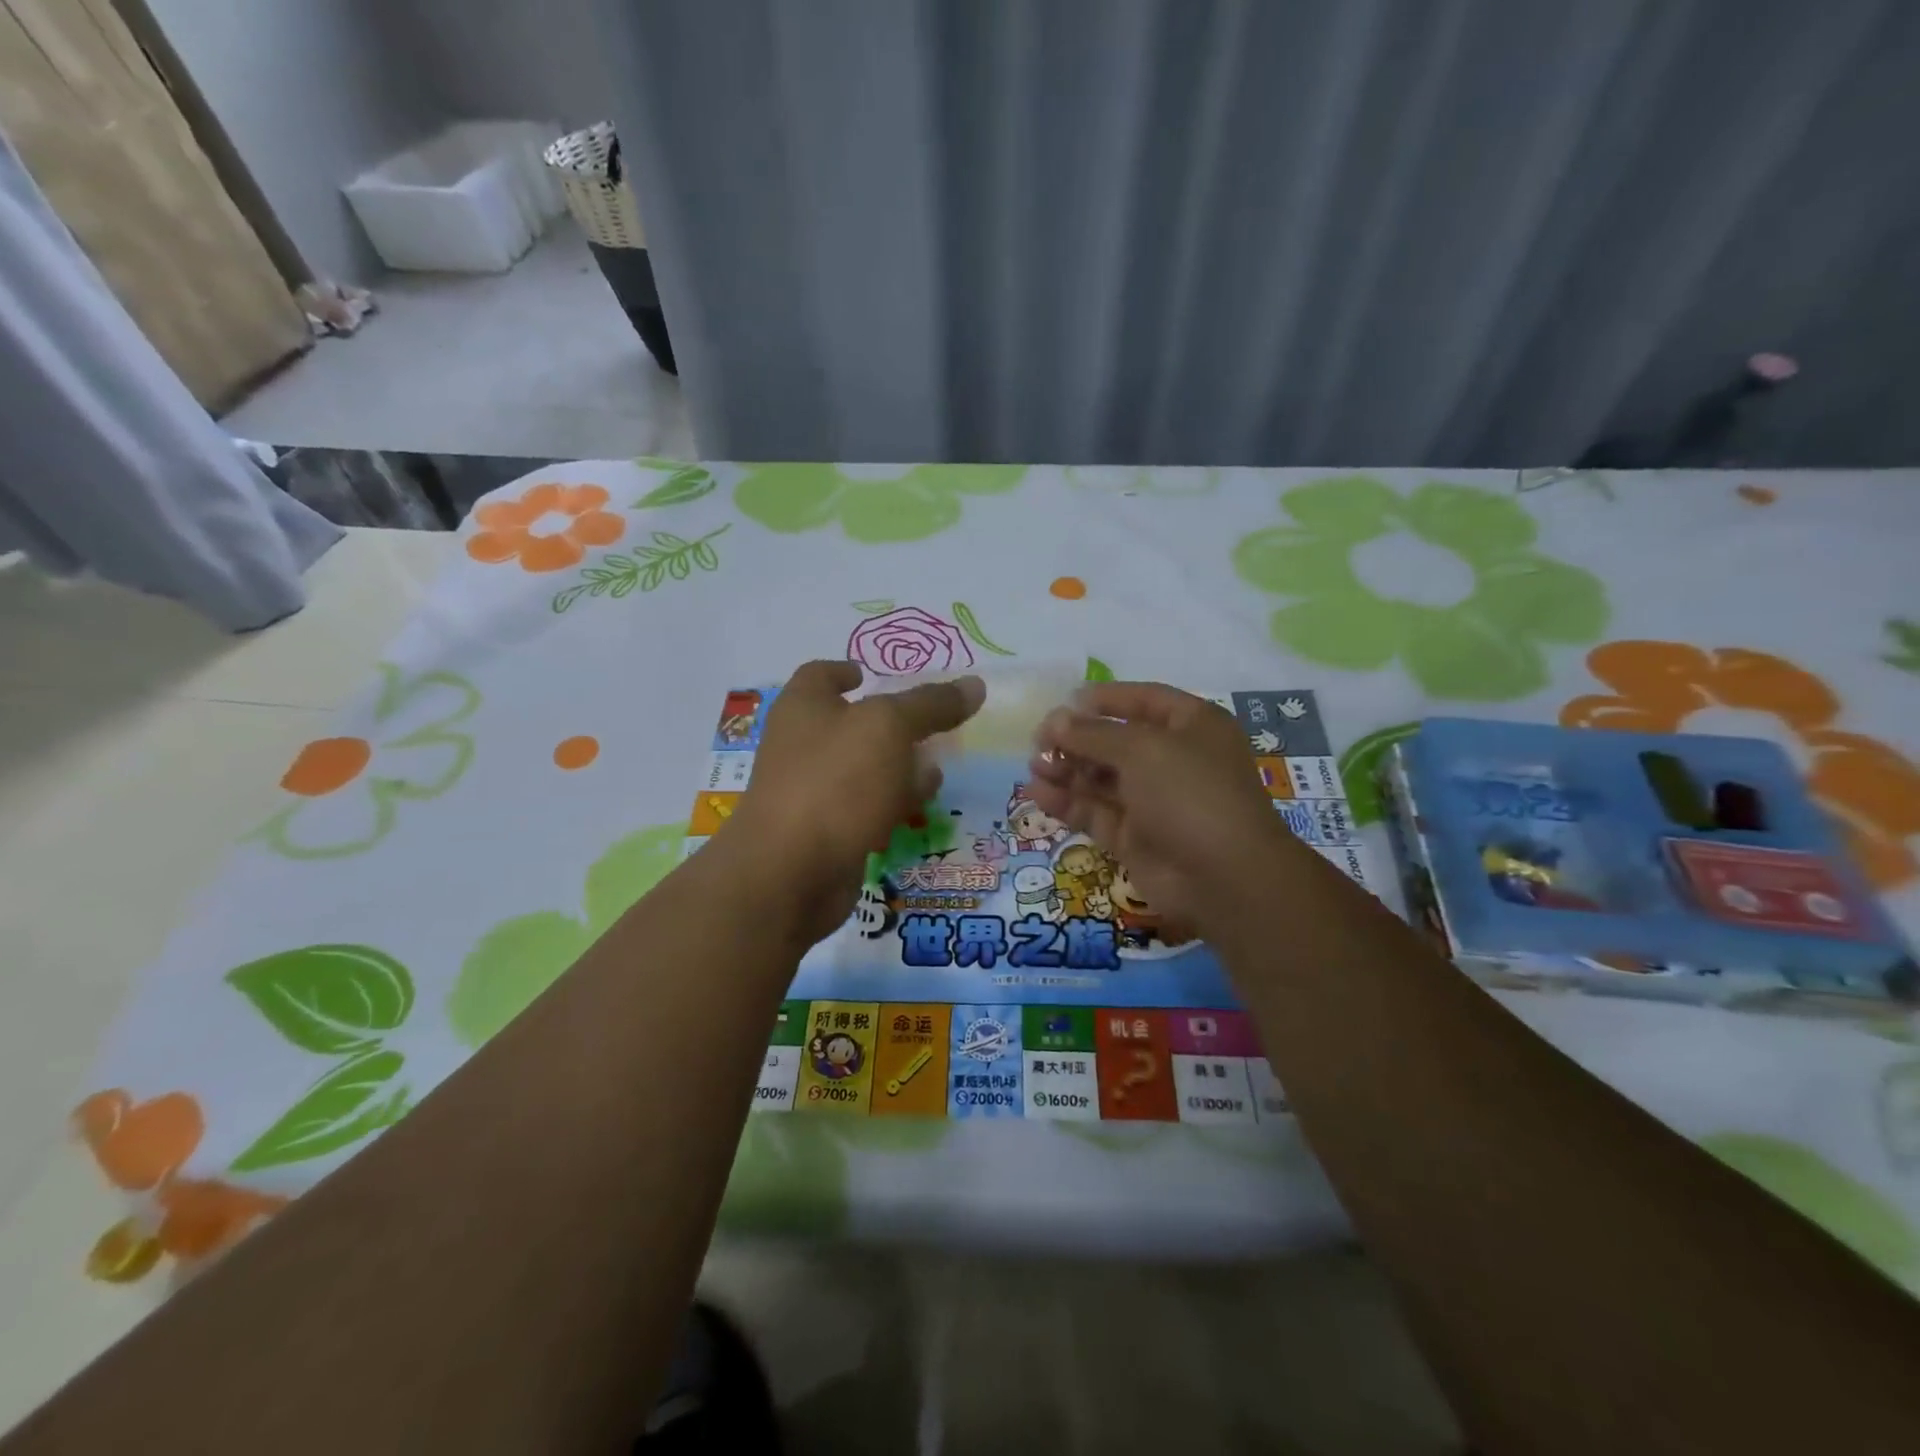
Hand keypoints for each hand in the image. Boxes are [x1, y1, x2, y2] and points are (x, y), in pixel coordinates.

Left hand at [723, 661, 983, 940]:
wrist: (791, 872)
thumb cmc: (836, 782)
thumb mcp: (890, 728)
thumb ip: (931, 705)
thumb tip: (975, 685)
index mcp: (804, 707)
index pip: (820, 674)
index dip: (845, 670)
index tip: (869, 674)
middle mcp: (800, 745)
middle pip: (848, 724)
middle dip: (888, 725)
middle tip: (928, 726)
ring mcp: (810, 792)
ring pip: (861, 771)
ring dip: (896, 769)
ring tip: (936, 771)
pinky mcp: (825, 833)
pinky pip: (863, 810)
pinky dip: (889, 806)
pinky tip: (918, 810)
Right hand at [1028, 682, 1304, 926]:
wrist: (1224, 877)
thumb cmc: (1189, 793)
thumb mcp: (1141, 749)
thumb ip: (1092, 733)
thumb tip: (1054, 720)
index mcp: (1191, 726)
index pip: (1142, 701)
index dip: (1104, 699)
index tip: (1064, 702)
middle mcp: (1173, 760)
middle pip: (1115, 740)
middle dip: (1076, 739)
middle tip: (1038, 742)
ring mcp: (1152, 801)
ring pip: (1100, 778)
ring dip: (1066, 769)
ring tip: (1033, 766)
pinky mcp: (1133, 837)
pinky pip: (1094, 812)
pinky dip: (1066, 802)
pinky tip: (1035, 793)